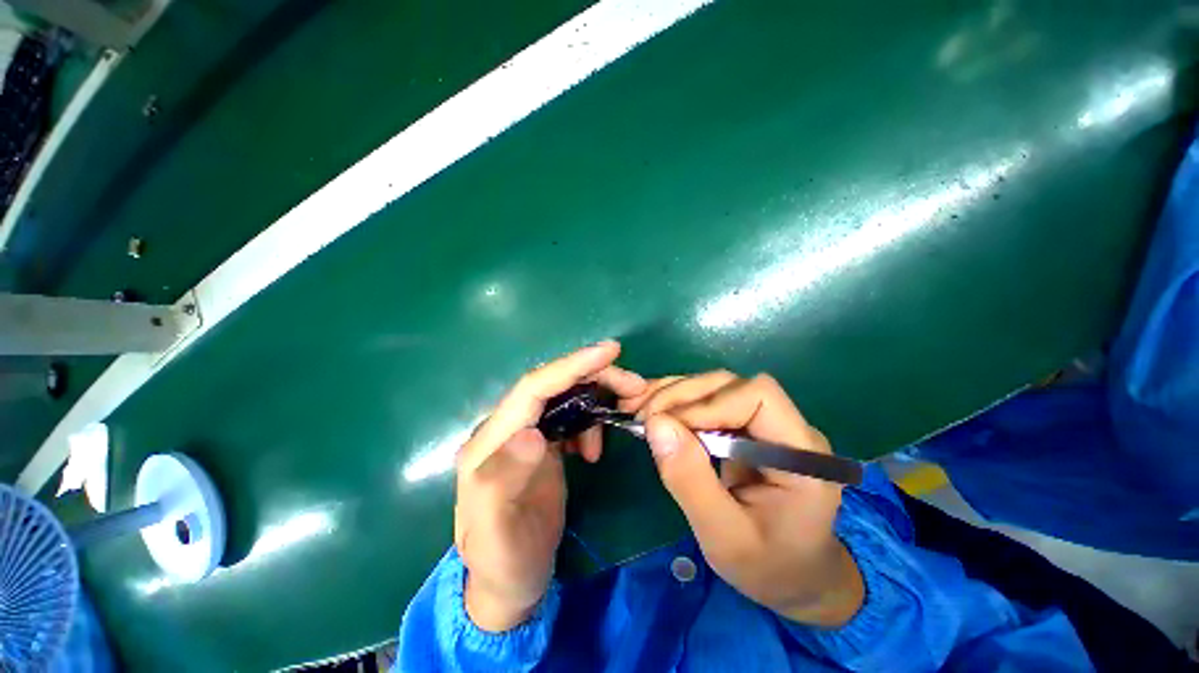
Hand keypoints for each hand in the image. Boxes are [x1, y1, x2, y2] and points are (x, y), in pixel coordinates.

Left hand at [455, 341, 646, 631]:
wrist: (507, 582)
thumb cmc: (503, 562)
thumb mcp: (498, 534)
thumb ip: (503, 483)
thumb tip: (530, 435)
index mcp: (489, 442)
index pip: (532, 388)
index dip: (570, 366)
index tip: (610, 351)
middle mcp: (505, 429)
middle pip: (552, 385)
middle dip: (594, 376)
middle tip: (635, 386)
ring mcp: (524, 434)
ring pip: (564, 397)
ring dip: (596, 397)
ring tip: (621, 413)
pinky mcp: (541, 444)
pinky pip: (569, 416)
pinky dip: (590, 420)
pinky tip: (594, 446)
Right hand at [634, 371, 863, 627]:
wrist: (794, 577)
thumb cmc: (768, 566)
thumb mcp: (724, 537)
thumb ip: (690, 481)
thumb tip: (656, 424)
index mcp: (802, 454)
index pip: (757, 396)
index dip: (709, 404)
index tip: (668, 427)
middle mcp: (788, 427)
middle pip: (731, 384)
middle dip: (683, 396)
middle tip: (644, 418)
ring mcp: (766, 423)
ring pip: (715, 387)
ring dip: (674, 395)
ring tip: (640, 410)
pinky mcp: (745, 427)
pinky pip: (708, 401)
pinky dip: (676, 402)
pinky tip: (652, 410)